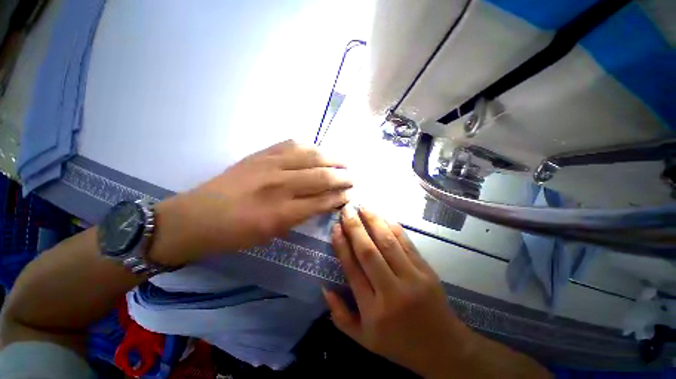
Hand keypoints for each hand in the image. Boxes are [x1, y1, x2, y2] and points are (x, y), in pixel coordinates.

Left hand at [152, 140, 351, 264]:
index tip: (349, 195)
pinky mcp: (260, 154)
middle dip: (342, 177)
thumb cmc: (237, 233)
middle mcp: (279, 185)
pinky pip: (292, 144)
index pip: (322, 200)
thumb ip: (301, 215)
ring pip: (311, 156)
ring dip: (331, 158)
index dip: (339, 197)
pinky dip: (309, 147)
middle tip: (352, 178)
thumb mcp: (273, 233)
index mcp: (282, 212)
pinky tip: (318, 151)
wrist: (198, 217)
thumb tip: (323, 202)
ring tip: (342, 162)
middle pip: (321, 176)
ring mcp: (269, 165)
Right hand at [323, 207, 549, 378]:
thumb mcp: (364, 340)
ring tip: (363, 206)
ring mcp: (412, 278)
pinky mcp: (426, 270)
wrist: (443, 348)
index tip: (335, 228)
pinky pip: (406, 243)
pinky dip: (393, 227)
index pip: (352, 269)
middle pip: (368, 251)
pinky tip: (383, 217)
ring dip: (374, 221)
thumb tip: (325, 287)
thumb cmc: (399, 344)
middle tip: (346, 210)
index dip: (342, 246)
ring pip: (388, 242)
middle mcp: (391, 291)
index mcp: (373, 310)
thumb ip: (340, 316)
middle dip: (355, 227)